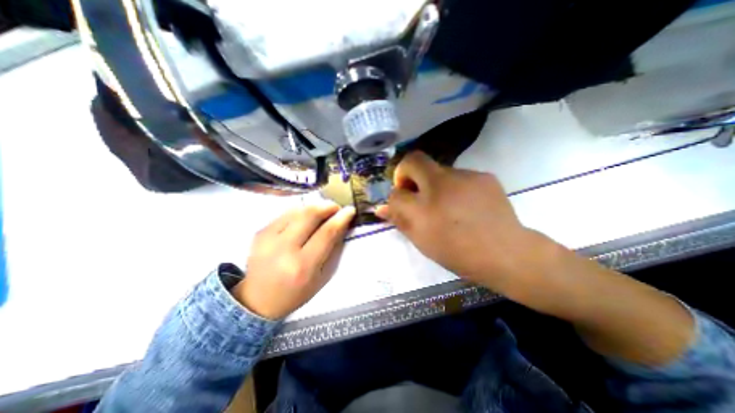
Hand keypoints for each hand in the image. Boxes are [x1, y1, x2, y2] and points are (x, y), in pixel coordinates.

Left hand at [231, 203, 353, 319]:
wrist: (258, 300)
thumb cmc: (296, 293)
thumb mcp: (321, 277)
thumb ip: (333, 249)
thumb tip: (341, 225)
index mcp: (303, 266)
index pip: (326, 233)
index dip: (341, 218)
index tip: (350, 210)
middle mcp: (284, 249)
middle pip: (310, 215)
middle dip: (327, 206)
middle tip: (336, 207)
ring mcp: (268, 239)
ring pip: (297, 211)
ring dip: (314, 207)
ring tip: (323, 211)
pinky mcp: (260, 232)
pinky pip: (285, 214)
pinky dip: (300, 211)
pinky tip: (305, 217)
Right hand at [376, 152, 554, 293]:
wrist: (506, 254)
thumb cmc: (458, 252)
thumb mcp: (422, 240)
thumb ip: (400, 219)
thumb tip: (381, 208)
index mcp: (425, 205)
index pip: (396, 191)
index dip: (395, 193)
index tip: (402, 201)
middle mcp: (443, 183)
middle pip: (415, 161)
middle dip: (408, 173)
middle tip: (415, 193)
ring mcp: (467, 176)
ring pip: (438, 170)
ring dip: (433, 184)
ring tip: (446, 206)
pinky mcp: (484, 176)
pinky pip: (459, 176)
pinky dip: (454, 187)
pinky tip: (464, 204)